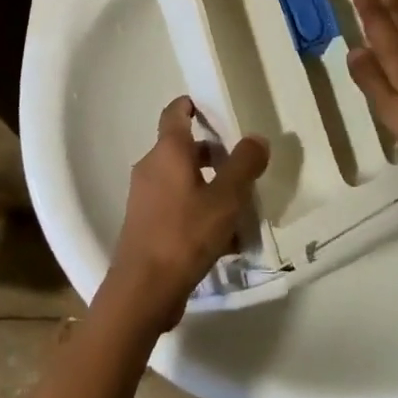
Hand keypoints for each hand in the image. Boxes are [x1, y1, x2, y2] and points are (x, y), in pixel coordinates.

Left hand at [102, 97, 268, 332]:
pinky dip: (198, 213)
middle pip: (183, 148)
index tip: (216, 108)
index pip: (176, 111)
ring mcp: (145, 198)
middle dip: (213, 154)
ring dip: (209, 187)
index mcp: (168, 151)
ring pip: (182, 180)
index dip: (194, 104)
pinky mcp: (145, 226)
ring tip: (239, 207)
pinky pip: (177, 207)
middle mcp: (151, 167)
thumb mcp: (225, 198)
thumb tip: (256, 138)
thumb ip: (244, 164)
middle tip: (241, 165)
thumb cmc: (184, 234)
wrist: (141, 293)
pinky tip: (224, 241)